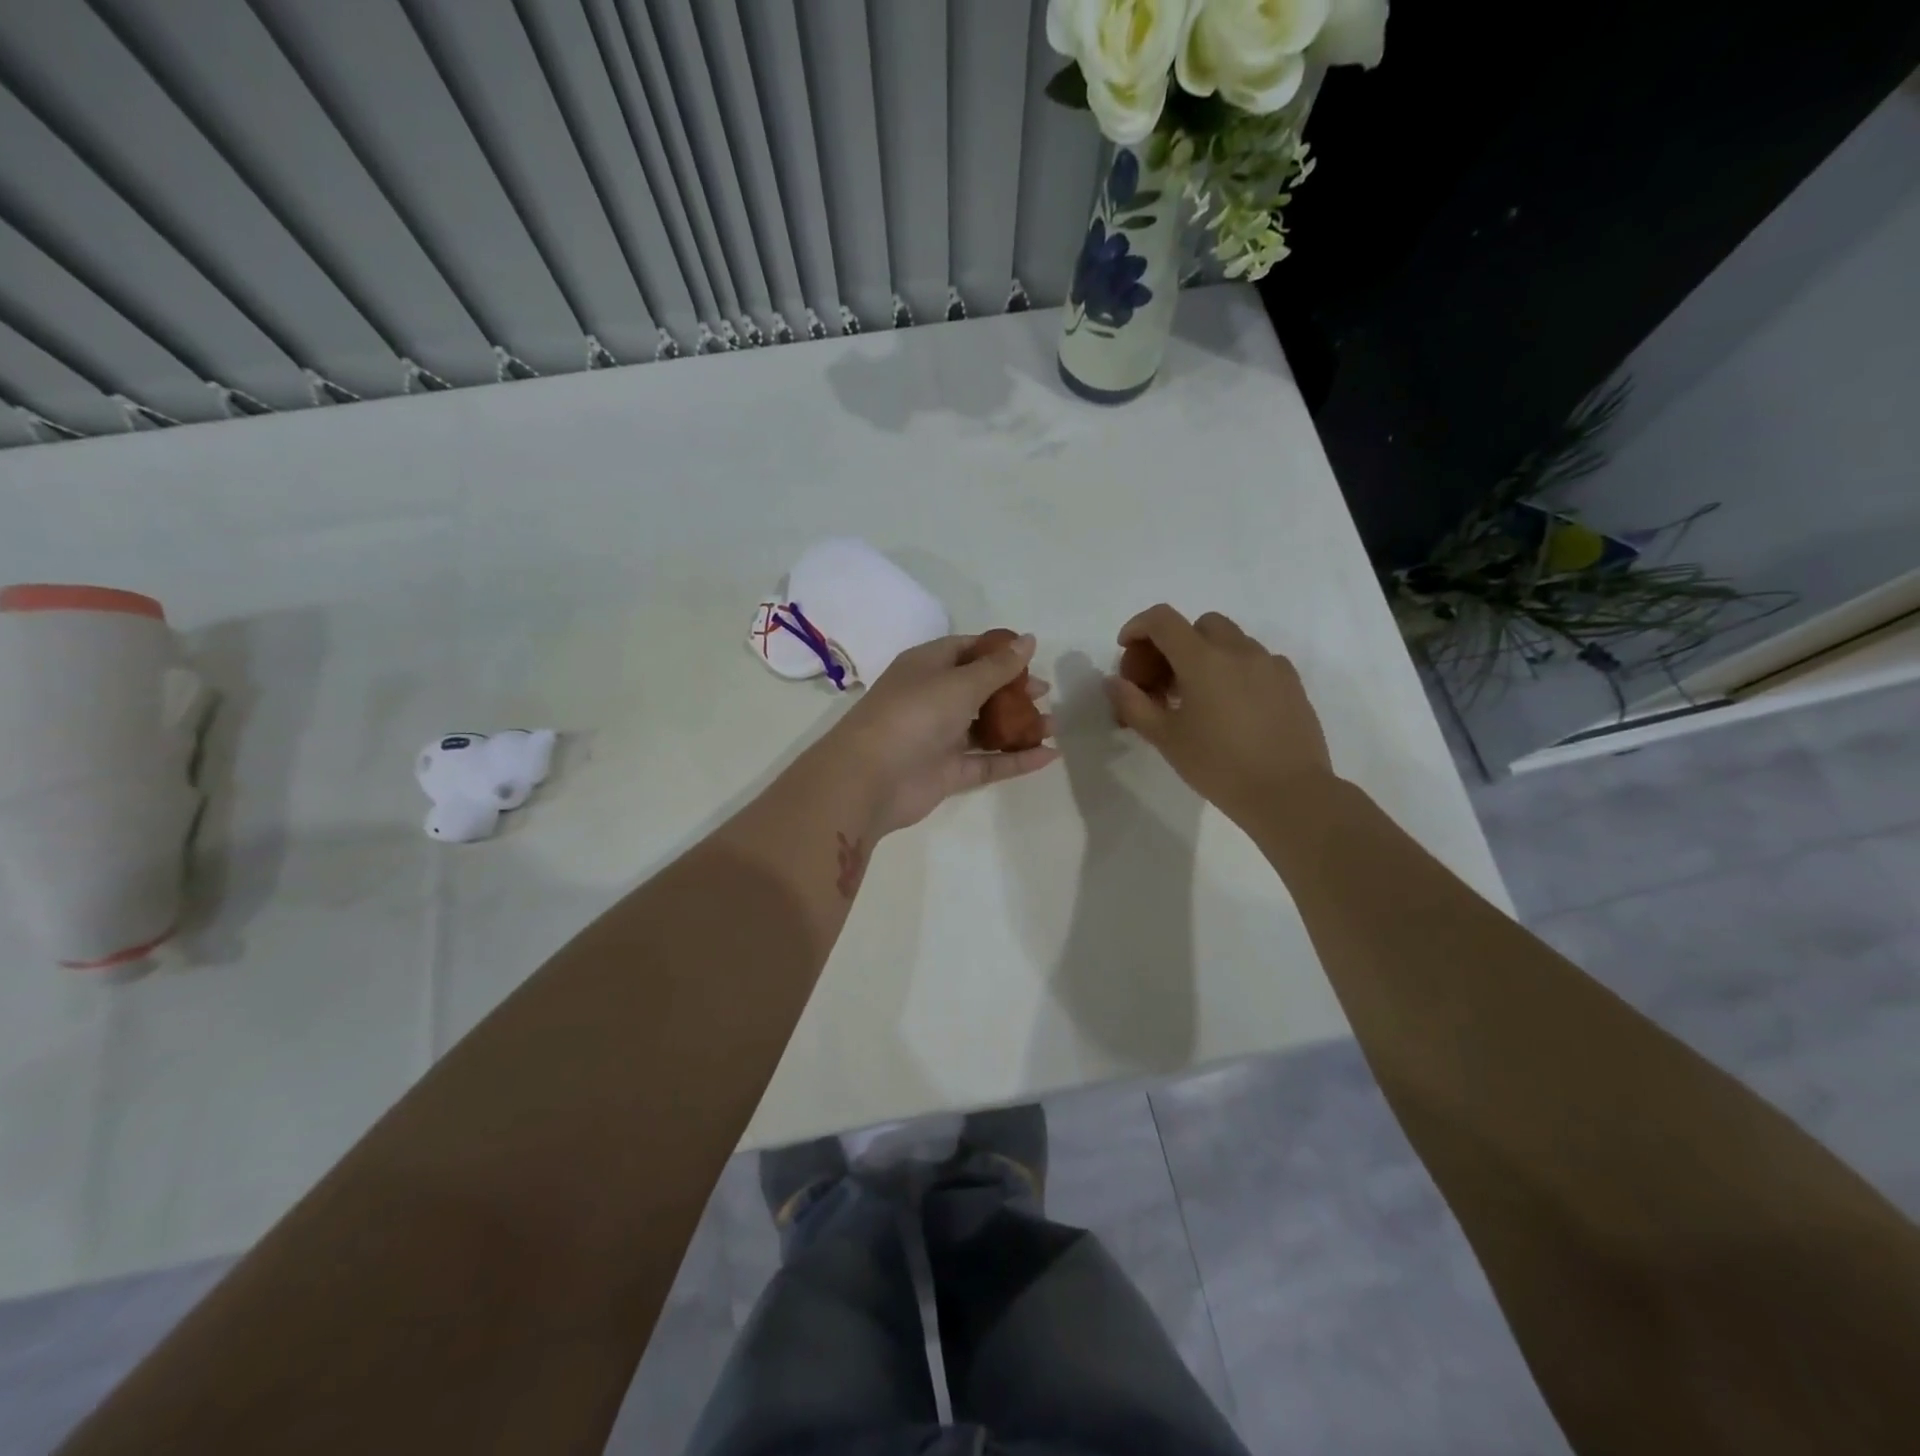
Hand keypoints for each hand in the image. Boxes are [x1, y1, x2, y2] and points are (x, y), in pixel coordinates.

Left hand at [824, 633, 1058, 837]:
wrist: (870, 779)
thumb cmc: (914, 714)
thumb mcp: (960, 682)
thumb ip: (998, 666)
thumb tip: (1029, 639)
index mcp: (927, 666)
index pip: (966, 649)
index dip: (998, 651)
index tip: (1031, 656)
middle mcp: (932, 698)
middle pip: (979, 689)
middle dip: (1012, 690)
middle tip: (1045, 693)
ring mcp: (939, 737)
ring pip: (985, 728)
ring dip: (1018, 726)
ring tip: (1053, 725)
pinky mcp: (947, 772)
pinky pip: (988, 762)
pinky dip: (1016, 759)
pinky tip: (1049, 755)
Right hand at [1104, 605, 1331, 825]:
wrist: (1287, 793)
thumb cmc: (1218, 765)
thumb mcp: (1165, 738)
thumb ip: (1133, 704)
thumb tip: (1114, 682)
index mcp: (1203, 659)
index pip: (1163, 620)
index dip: (1138, 627)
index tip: (1127, 649)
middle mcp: (1238, 650)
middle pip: (1198, 625)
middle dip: (1174, 644)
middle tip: (1161, 681)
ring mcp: (1269, 664)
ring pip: (1230, 641)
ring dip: (1205, 656)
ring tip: (1195, 696)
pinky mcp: (1291, 682)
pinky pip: (1256, 661)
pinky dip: (1235, 670)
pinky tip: (1231, 705)